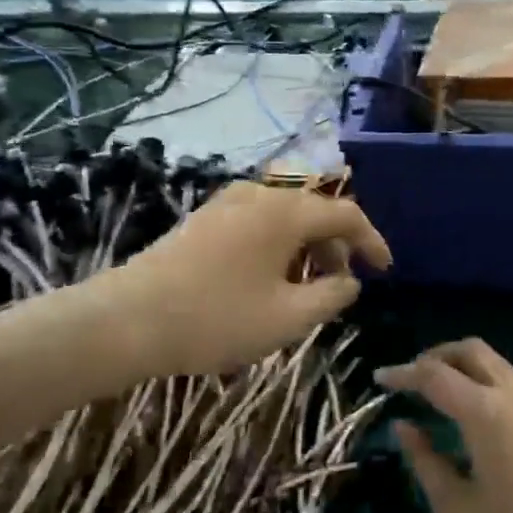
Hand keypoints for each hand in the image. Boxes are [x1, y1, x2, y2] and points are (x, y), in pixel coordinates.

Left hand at [100, 182, 389, 377]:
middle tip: (343, 282)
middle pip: (315, 209)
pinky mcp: (205, 217)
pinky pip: (258, 219)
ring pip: (285, 214)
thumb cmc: (217, 318)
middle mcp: (260, 193)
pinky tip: (269, 278)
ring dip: (306, 245)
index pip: (346, 214)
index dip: (372, 241)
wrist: (128, 319)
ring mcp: (228, 201)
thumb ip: (331, 295)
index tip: (385, 270)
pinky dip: (278, 242)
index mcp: (286, 211)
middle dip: (337, 244)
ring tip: (306, 285)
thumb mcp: (288, 317)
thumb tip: (349, 280)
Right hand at [376, 339, 512, 512]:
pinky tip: (477, 423)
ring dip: (466, 371)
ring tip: (438, 402)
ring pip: (498, 366)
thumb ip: (426, 461)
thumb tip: (405, 427)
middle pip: (472, 351)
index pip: (435, 374)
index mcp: (489, 411)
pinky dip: (489, 388)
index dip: (403, 373)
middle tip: (410, 381)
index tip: (379, 379)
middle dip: (437, 357)